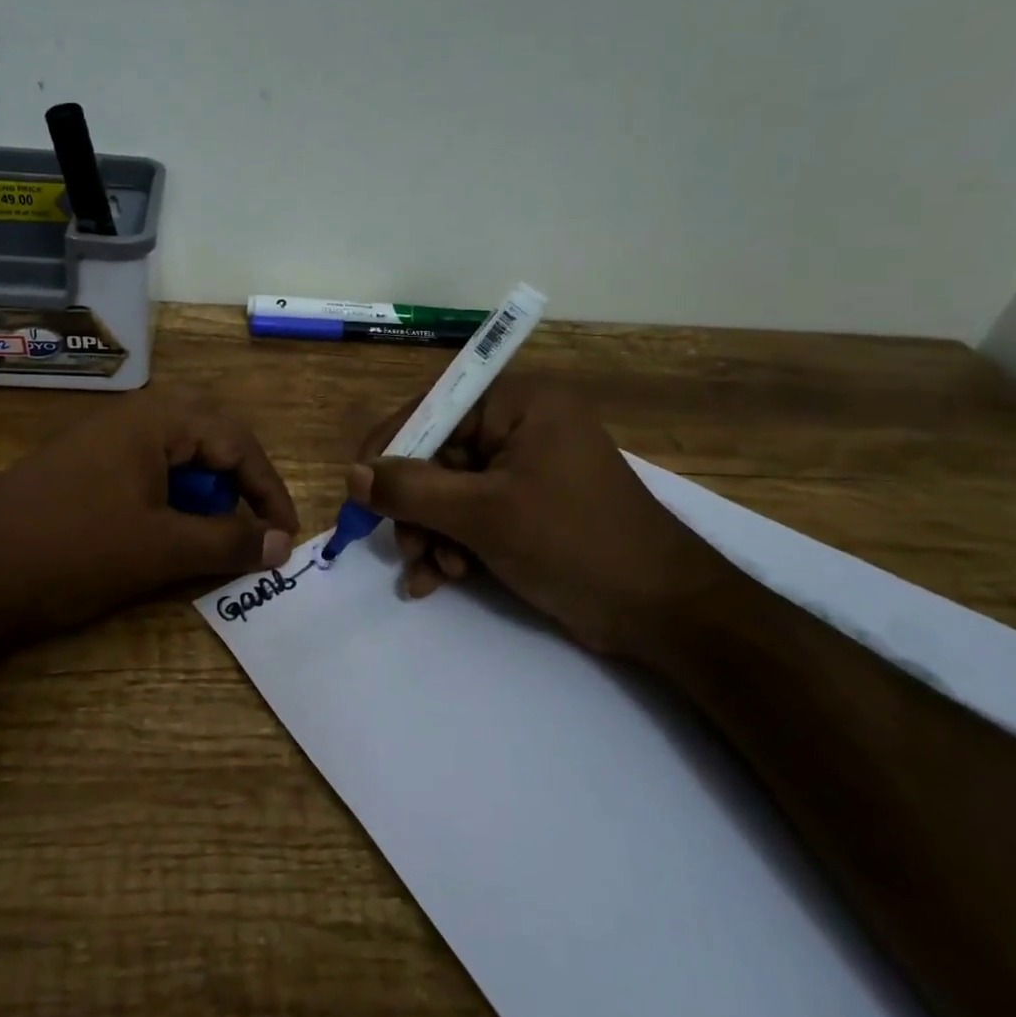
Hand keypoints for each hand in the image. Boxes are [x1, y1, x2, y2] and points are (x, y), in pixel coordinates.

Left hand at [0, 393, 298, 641]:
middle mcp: (133, 414)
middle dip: (238, 482)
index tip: (286, 535)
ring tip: (208, 532)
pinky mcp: (84, 463)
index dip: (268, 490)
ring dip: (204, 489)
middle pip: (210, 437)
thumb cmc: (75, 549)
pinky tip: (163, 529)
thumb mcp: (161, 549)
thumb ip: (227, 541)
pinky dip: (170, 496)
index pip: (237, 441)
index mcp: (156, 418)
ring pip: (177, 453)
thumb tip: (282, 544)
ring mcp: (103, 437)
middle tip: (252, 525)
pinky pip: (146, 467)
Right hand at [348, 373, 731, 657]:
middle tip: (407, 548)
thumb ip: (411, 491)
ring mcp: (525, 469)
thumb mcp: (484, 515)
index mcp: (519, 403)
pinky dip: (452, 545)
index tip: (357, 488)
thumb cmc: (575, 544)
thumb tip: (351, 474)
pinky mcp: (528, 507)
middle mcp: (520, 426)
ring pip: (450, 492)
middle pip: (438, 456)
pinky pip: (472, 515)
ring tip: (434, 573)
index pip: (434, 407)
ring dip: (432, 533)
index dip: (391, 447)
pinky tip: (439, 581)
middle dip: (417, 508)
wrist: (664, 613)